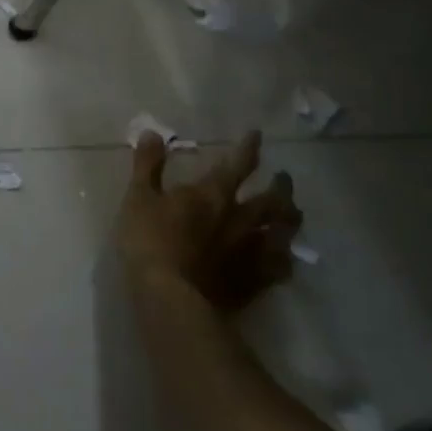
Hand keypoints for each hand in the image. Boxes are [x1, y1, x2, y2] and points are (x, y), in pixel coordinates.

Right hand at [118, 131, 300, 312]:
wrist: (171, 298)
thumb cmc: (150, 242)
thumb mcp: (139, 197)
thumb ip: (147, 165)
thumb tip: (152, 132)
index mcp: (214, 194)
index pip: (239, 164)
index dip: (249, 147)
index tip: (257, 135)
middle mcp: (241, 219)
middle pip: (273, 199)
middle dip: (281, 185)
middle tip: (284, 178)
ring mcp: (251, 252)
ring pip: (283, 232)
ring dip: (290, 219)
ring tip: (292, 214)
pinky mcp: (254, 282)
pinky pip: (280, 268)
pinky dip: (286, 260)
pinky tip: (286, 259)